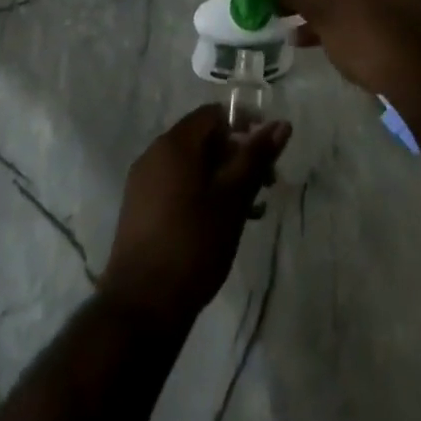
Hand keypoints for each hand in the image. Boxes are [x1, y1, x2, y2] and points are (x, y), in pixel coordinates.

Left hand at [98, 105, 290, 329]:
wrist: (141, 306)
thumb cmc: (193, 244)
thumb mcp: (233, 199)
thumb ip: (256, 157)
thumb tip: (282, 124)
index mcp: (174, 143)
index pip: (214, 114)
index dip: (245, 125)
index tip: (268, 150)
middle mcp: (154, 153)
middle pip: (202, 139)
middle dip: (237, 155)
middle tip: (264, 184)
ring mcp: (143, 181)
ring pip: (191, 164)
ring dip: (221, 177)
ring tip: (249, 210)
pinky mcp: (139, 208)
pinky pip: (176, 185)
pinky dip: (201, 192)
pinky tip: (220, 223)